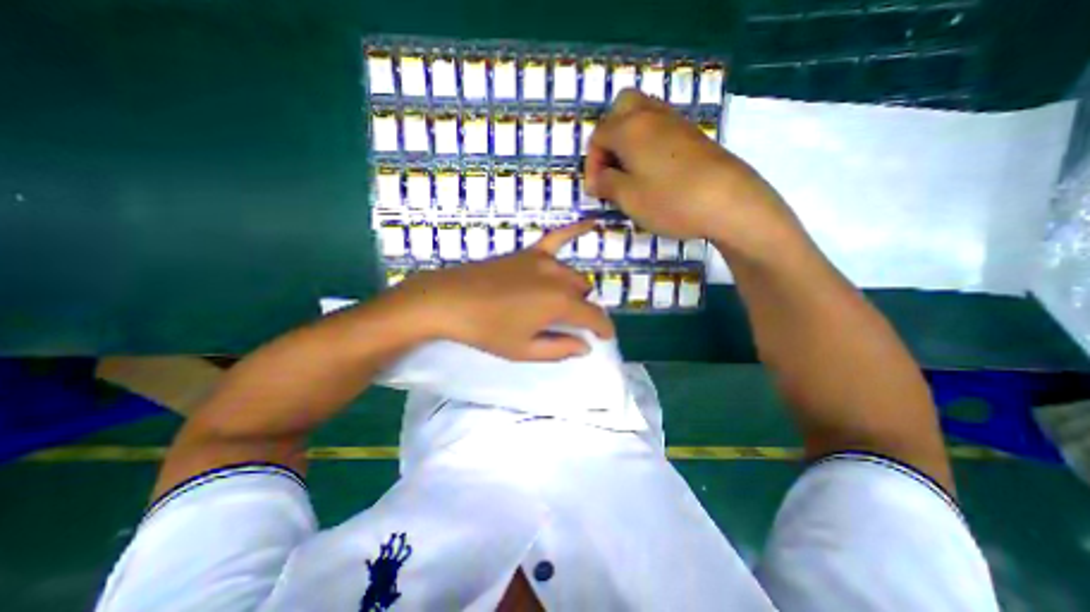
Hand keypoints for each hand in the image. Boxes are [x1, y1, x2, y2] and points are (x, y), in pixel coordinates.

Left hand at [388, 221, 611, 359]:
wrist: (450, 301)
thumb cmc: (487, 330)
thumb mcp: (524, 350)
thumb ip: (560, 349)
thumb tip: (585, 346)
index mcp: (559, 304)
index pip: (594, 316)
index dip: (604, 329)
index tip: (605, 338)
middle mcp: (558, 278)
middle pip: (583, 293)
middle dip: (581, 310)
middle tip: (565, 325)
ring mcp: (543, 261)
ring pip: (573, 274)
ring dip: (573, 290)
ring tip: (557, 304)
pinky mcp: (528, 252)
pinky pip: (558, 237)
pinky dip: (577, 230)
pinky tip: (593, 223)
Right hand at [588, 88, 797, 260]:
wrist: (729, 201)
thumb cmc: (671, 200)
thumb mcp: (629, 198)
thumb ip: (607, 184)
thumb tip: (598, 179)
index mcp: (630, 129)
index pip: (598, 135)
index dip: (592, 164)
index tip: (596, 190)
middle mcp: (652, 116)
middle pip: (621, 108)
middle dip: (609, 136)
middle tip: (611, 166)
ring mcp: (676, 122)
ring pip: (643, 114)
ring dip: (629, 138)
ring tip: (630, 170)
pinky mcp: (694, 134)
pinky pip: (661, 127)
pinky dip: (648, 142)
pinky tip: (653, 170)